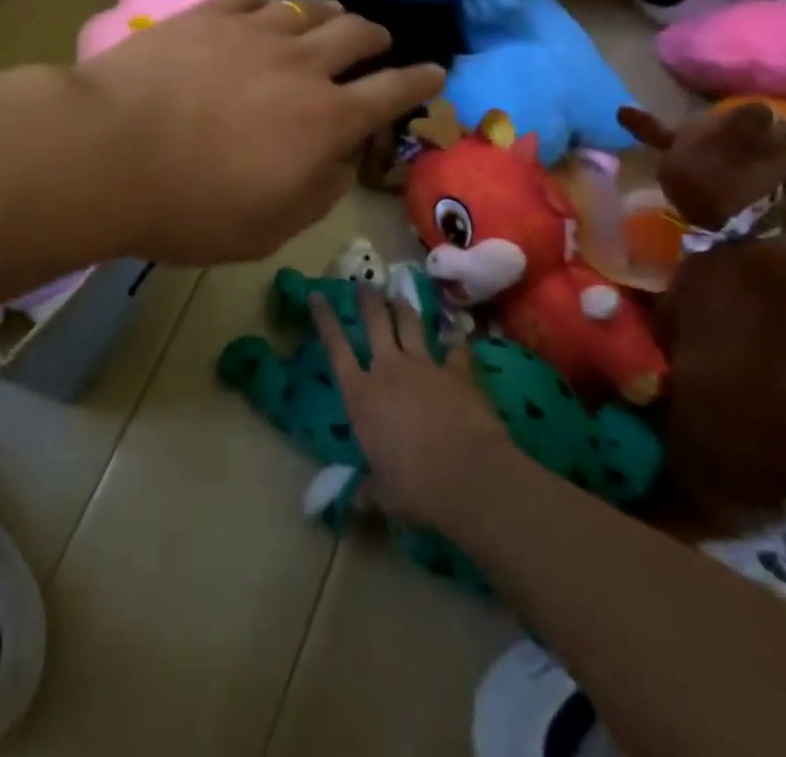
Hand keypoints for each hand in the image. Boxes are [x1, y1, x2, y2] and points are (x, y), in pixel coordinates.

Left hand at [70, 0, 442, 265]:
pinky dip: (268, 4)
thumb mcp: (267, 228)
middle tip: (378, 43)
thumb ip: (318, 194)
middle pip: (356, 34)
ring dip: (329, 13)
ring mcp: (251, 31)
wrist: (109, 151)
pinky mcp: (206, 15)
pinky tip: (264, 9)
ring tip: (332, 18)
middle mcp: (300, 65)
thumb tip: (339, 161)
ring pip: (307, 8)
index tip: (436, 71)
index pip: (391, 92)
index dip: (420, 81)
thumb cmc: (188, 207)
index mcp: (324, 120)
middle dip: (376, 38)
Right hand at [310, 285, 513, 529]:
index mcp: (361, 394)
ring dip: (405, 308)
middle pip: (376, 322)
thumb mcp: (383, 494)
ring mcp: (425, 366)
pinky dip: (454, 342)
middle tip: (364, 282)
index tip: (317, 294)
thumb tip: (353, 504)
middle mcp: (389, 369)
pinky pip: (455, 350)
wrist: (469, 475)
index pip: (335, 347)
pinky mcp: (458, 373)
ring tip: (400, 294)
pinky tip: (456, 335)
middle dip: (368, 299)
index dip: (325, 318)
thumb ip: (368, 491)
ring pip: (411, 325)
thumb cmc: (415, 486)